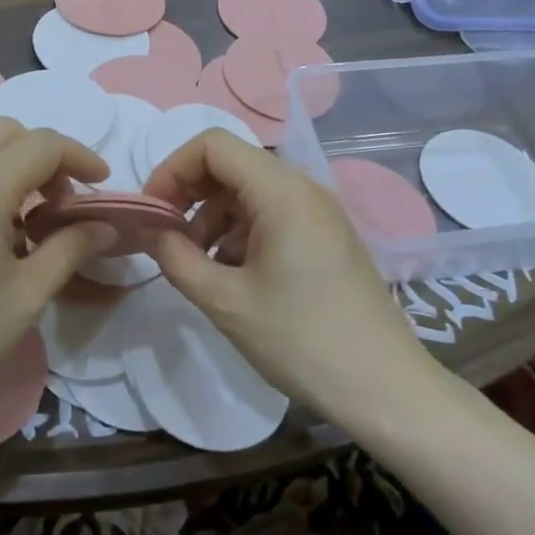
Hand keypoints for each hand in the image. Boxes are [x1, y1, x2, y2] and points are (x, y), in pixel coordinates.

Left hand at [0, 119, 116, 433]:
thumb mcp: (28, 296)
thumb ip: (71, 248)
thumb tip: (106, 226)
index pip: (40, 144)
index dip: (79, 155)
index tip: (100, 183)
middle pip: (1, 132)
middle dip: (41, 155)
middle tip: (59, 202)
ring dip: (5, 173)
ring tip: (20, 229)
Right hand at [142, 131, 440, 419]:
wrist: (385, 390)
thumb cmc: (302, 340)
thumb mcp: (225, 301)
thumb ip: (175, 257)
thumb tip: (149, 230)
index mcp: (282, 192)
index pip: (213, 145)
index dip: (172, 169)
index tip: (152, 213)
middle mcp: (303, 188)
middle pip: (231, 165)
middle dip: (189, 195)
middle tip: (166, 239)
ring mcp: (319, 212)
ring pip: (248, 191)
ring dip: (212, 218)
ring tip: (197, 266)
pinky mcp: (325, 236)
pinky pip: (271, 214)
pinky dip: (239, 233)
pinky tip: (232, 276)